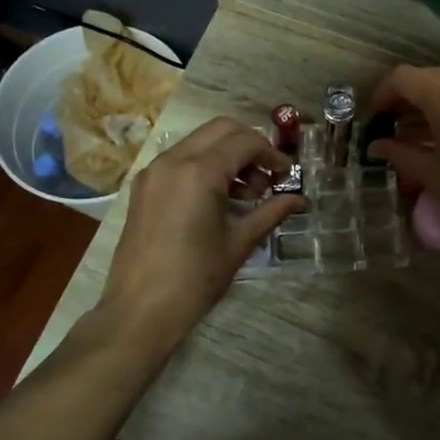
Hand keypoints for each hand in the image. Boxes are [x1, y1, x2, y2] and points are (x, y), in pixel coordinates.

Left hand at [99, 117, 302, 348]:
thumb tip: (299, 200)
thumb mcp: (240, 242)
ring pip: (199, 141)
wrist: (140, 310)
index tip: (288, 175)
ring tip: (247, 193)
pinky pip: (180, 159)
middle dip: (250, 146)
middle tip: (268, 177)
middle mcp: (174, 159)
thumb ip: (271, 212)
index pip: (245, 141)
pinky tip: (219, 198)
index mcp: (200, 171)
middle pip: (221, 129)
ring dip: (227, 154)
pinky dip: (204, 165)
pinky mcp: (144, 185)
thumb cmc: (195, 277)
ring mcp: (154, 170)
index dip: (272, 154)